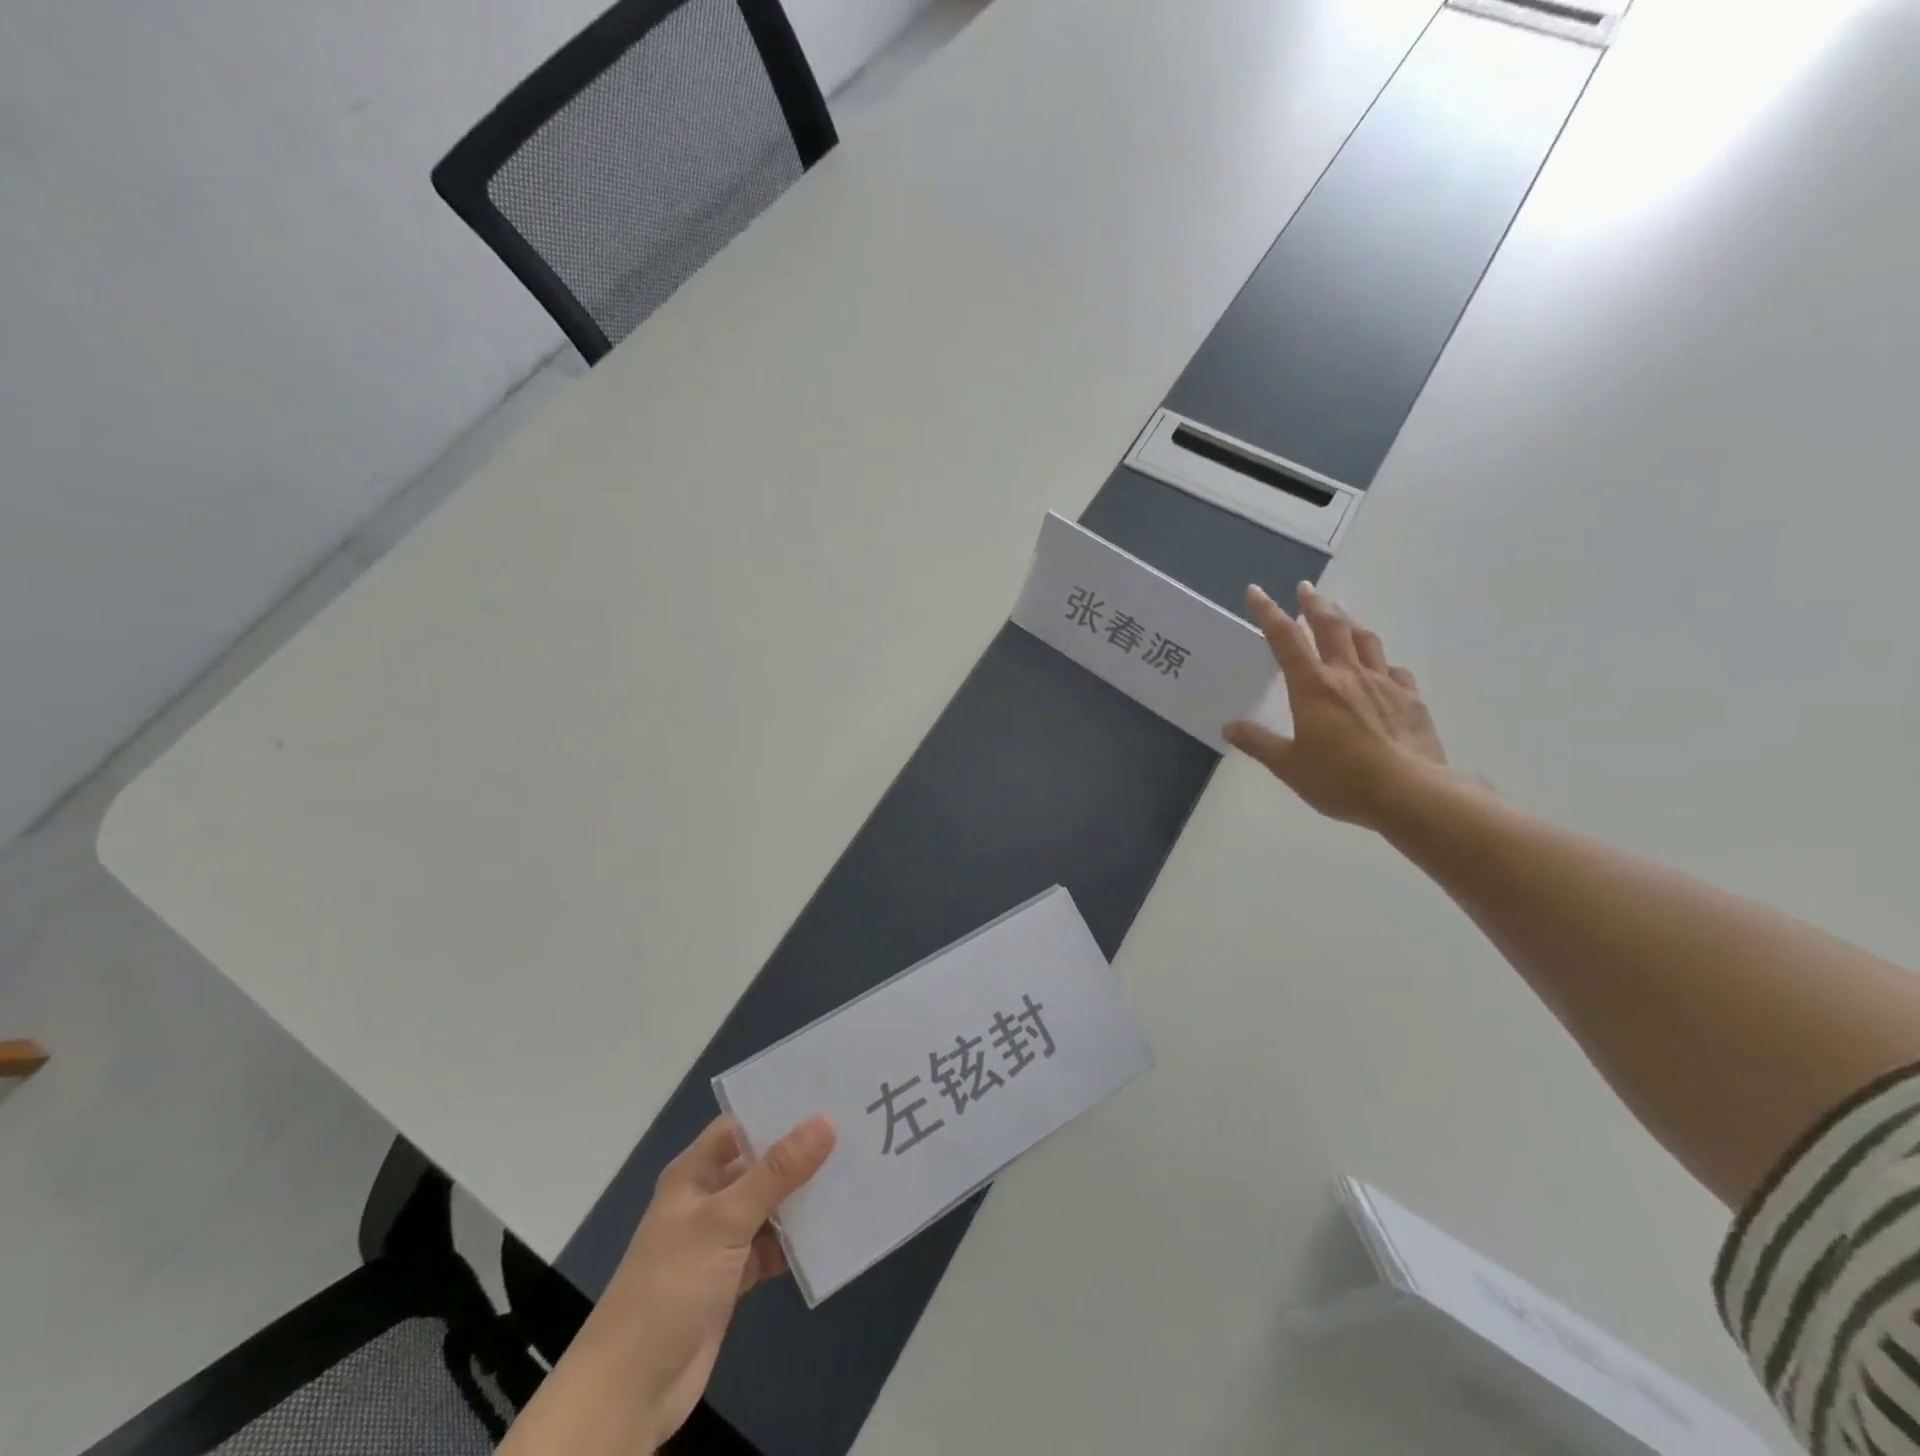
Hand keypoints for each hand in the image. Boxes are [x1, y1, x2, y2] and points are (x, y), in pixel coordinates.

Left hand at [499, 1113, 834, 1455]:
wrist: (631, 1390)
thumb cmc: (670, 1286)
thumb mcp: (725, 1220)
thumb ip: (777, 1172)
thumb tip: (825, 1120)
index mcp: (695, 1172)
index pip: (742, 1124)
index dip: (780, 1109)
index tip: (828, 1094)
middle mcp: (708, 1197)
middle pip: (761, 1164)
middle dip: (801, 1153)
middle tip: (855, 1131)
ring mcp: (720, 1239)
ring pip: (770, 1206)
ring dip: (803, 1199)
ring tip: (855, 1174)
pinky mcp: (732, 1277)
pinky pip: (772, 1247)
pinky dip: (797, 1243)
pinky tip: (833, 1232)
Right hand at [1224, 582, 1455, 829]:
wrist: (1411, 794)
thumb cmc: (1341, 779)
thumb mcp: (1289, 766)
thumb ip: (1259, 743)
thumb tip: (1229, 727)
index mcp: (1313, 687)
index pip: (1285, 639)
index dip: (1268, 613)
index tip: (1256, 592)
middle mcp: (1348, 675)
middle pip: (1331, 626)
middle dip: (1315, 604)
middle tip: (1305, 589)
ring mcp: (1384, 685)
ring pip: (1365, 641)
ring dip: (1349, 623)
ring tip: (1341, 617)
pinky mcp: (1411, 700)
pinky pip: (1395, 672)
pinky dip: (1382, 664)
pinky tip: (1382, 671)